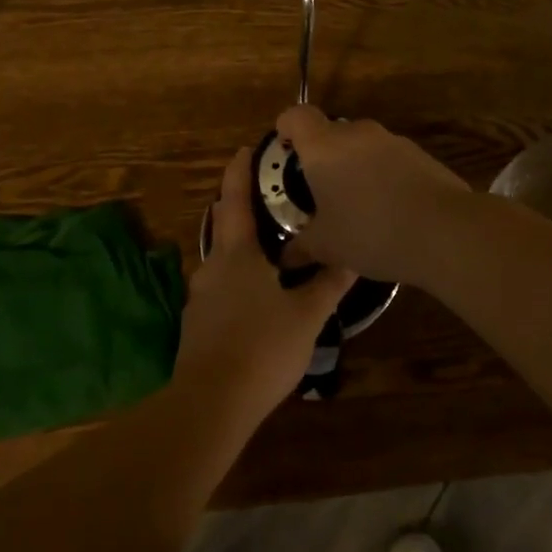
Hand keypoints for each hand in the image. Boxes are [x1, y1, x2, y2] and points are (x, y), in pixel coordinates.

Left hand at [174, 147, 356, 418]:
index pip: (235, 200)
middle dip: (238, 207)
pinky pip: (219, 289)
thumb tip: (353, 256)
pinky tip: (257, 296)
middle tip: (267, 198)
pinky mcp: (198, 325)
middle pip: (223, 226)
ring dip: (240, 248)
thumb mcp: (306, 315)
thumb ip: (329, 284)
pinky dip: (236, 280)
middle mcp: (212, 268)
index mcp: (236, 255)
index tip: (246, 149)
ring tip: (270, 250)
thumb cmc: (262, 347)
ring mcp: (200, 298)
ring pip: (221, 260)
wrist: (211, 403)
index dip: (239, 172)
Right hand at [274, 105, 471, 284]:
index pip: (297, 116)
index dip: (286, 127)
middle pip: (332, 132)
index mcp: (324, 147)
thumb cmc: (370, 231)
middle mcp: (358, 134)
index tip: (285, 150)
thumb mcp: (327, 247)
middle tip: (320, 190)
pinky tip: (390, 211)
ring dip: (356, 167)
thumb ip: (301, 248)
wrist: (444, 231)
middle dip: (323, 157)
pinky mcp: (421, 155)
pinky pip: (391, 160)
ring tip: (357, 206)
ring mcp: (393, 141)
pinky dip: (384, 176)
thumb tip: (285, 259)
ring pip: (363, 147)